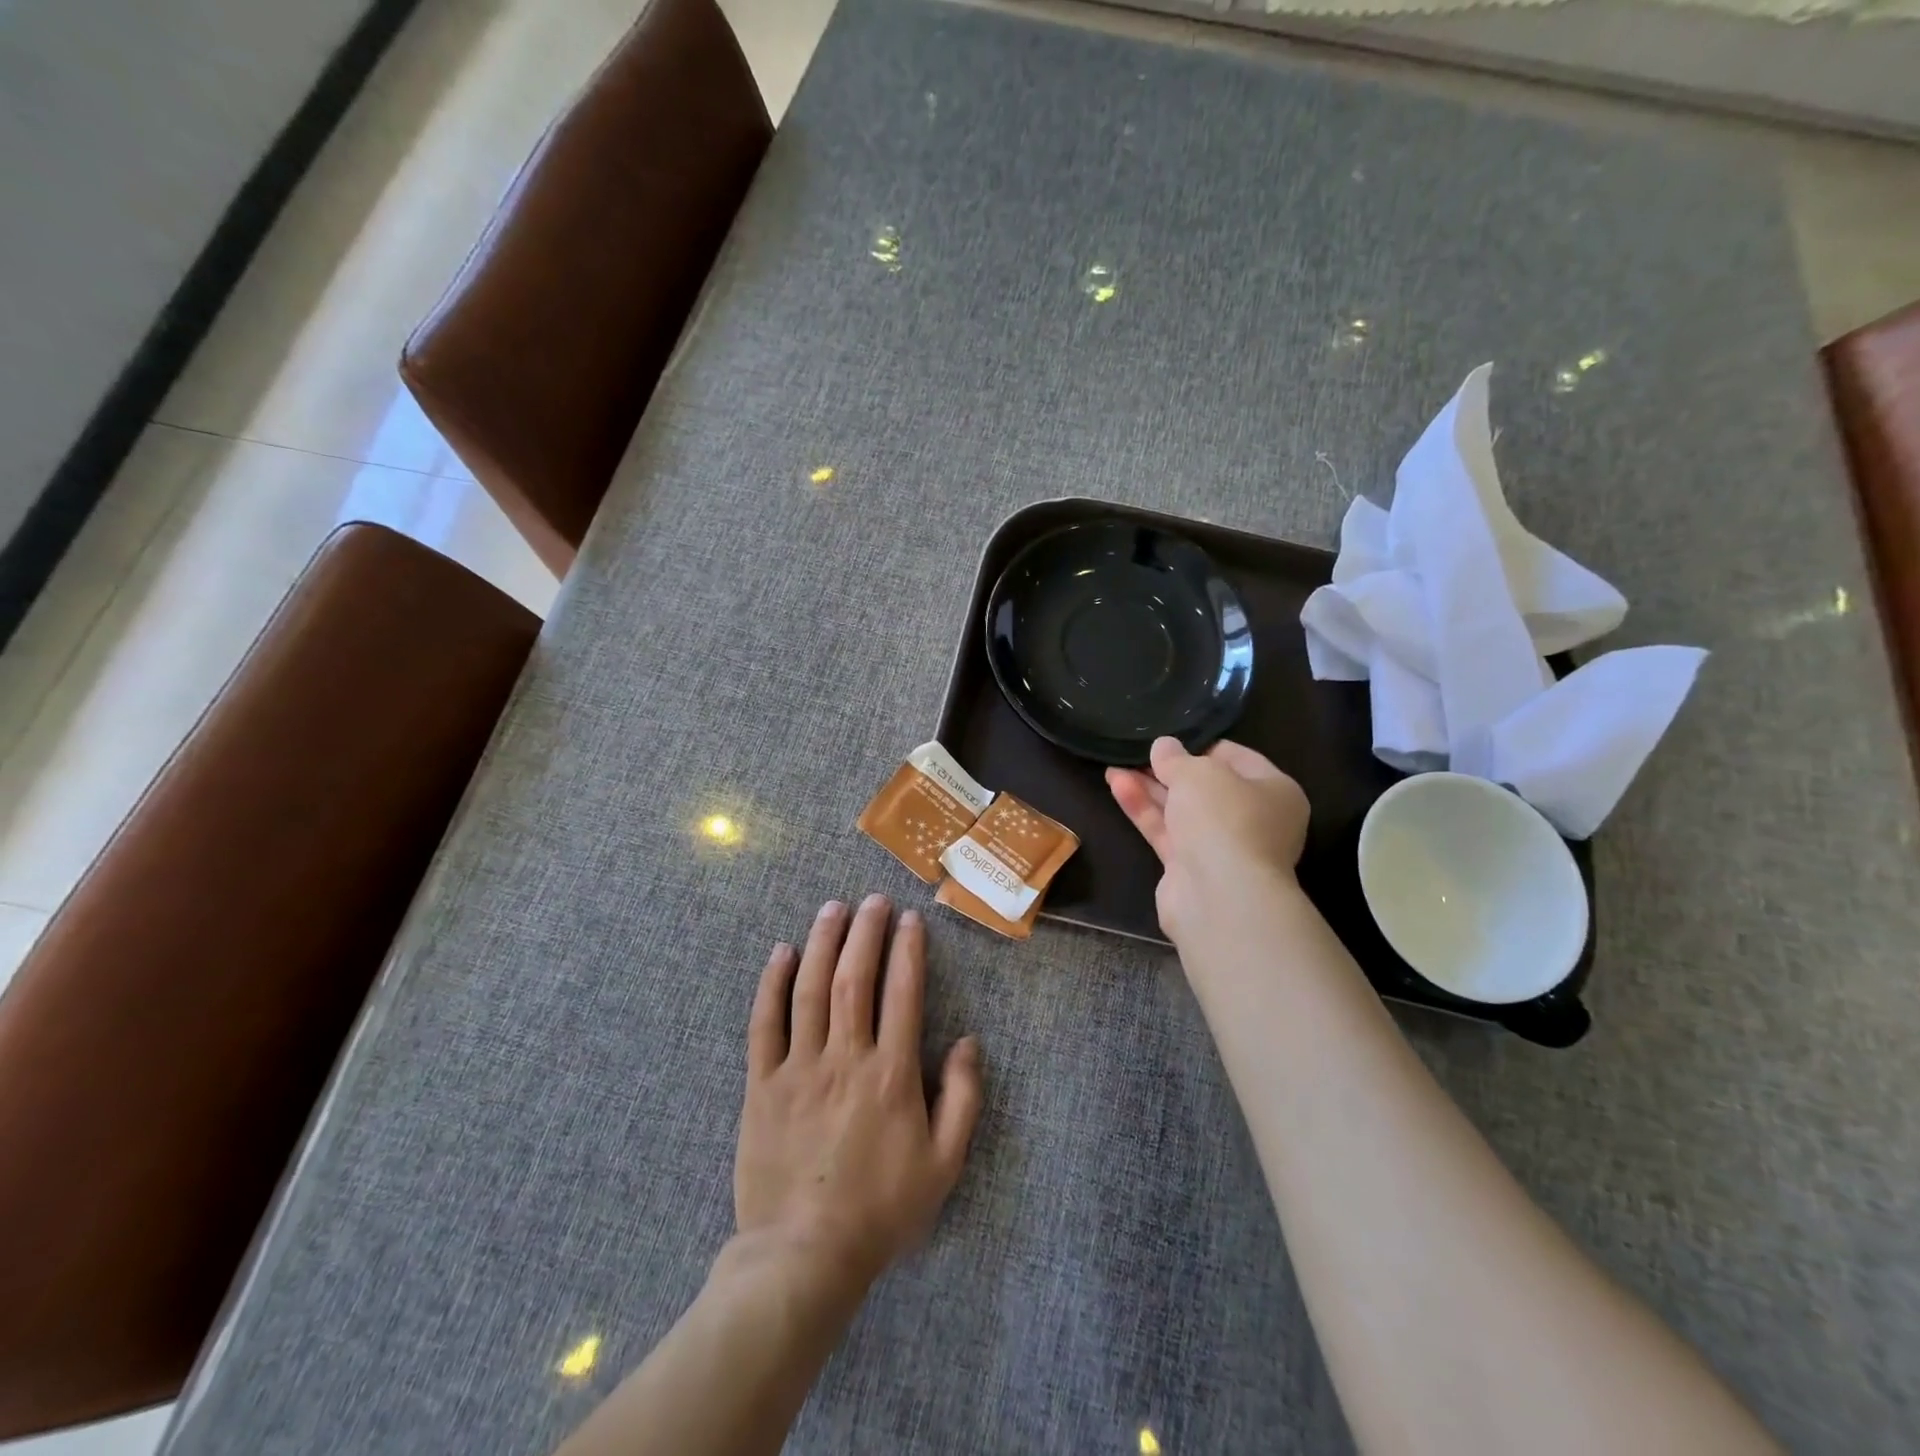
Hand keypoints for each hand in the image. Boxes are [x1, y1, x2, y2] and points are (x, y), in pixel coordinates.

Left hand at [734, 895, 982, 1295]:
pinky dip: (772, 983)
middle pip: (855, 978)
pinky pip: (765, 1023)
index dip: (907, 950)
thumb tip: (969, 1041)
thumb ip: (963, 1099)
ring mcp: (799, 1067)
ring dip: (823, 942)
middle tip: (873, 900)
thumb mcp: (944, 1164)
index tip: (910, 919)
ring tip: (833, 908)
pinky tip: (781, 952)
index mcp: (891, 1073)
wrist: (804, 1256)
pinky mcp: (762, 1084)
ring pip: (810, 989)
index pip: (903, 993)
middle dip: (866, 932)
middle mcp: (845, 1057)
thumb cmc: (881, 1209)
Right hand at [1107, 737, 1311, 942]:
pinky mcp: (1191, 869)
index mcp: (1275, 791)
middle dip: (1169, 771)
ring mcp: (1222, 847)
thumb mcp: (1198, 773)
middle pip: (1206, 787)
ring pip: (1181, 810)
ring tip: (1113, 767)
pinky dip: (1144, 810)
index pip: (1237, 758)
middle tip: (1137, 753)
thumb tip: (1164, 746)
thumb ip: (1176, 758)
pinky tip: (1117, 787)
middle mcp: (1253, 820)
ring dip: (1149, 789)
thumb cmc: (1224, 819)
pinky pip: (1166, 831)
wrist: (1220, 896)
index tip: (1169, 740)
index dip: (1201, 746)